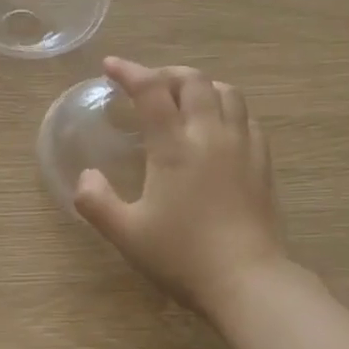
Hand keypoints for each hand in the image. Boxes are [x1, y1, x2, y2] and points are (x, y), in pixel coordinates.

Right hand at [74, 56, 289, 318]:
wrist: (248, 281)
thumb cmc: (182, 256)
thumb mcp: (126, 234)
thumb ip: (96, 201)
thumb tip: (86, 176)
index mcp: (174, 146)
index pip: (152, 91)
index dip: (129, 72)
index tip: (110, 67)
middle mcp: (210, 135)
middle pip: (193, 81)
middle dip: (166, 74)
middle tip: (146, 86)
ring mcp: (242, 146)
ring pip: (226, 92)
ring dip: (200, 86)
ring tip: (182, 100)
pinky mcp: (262, 162)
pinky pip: (246, 117)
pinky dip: (225, 108)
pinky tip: (216, 127)